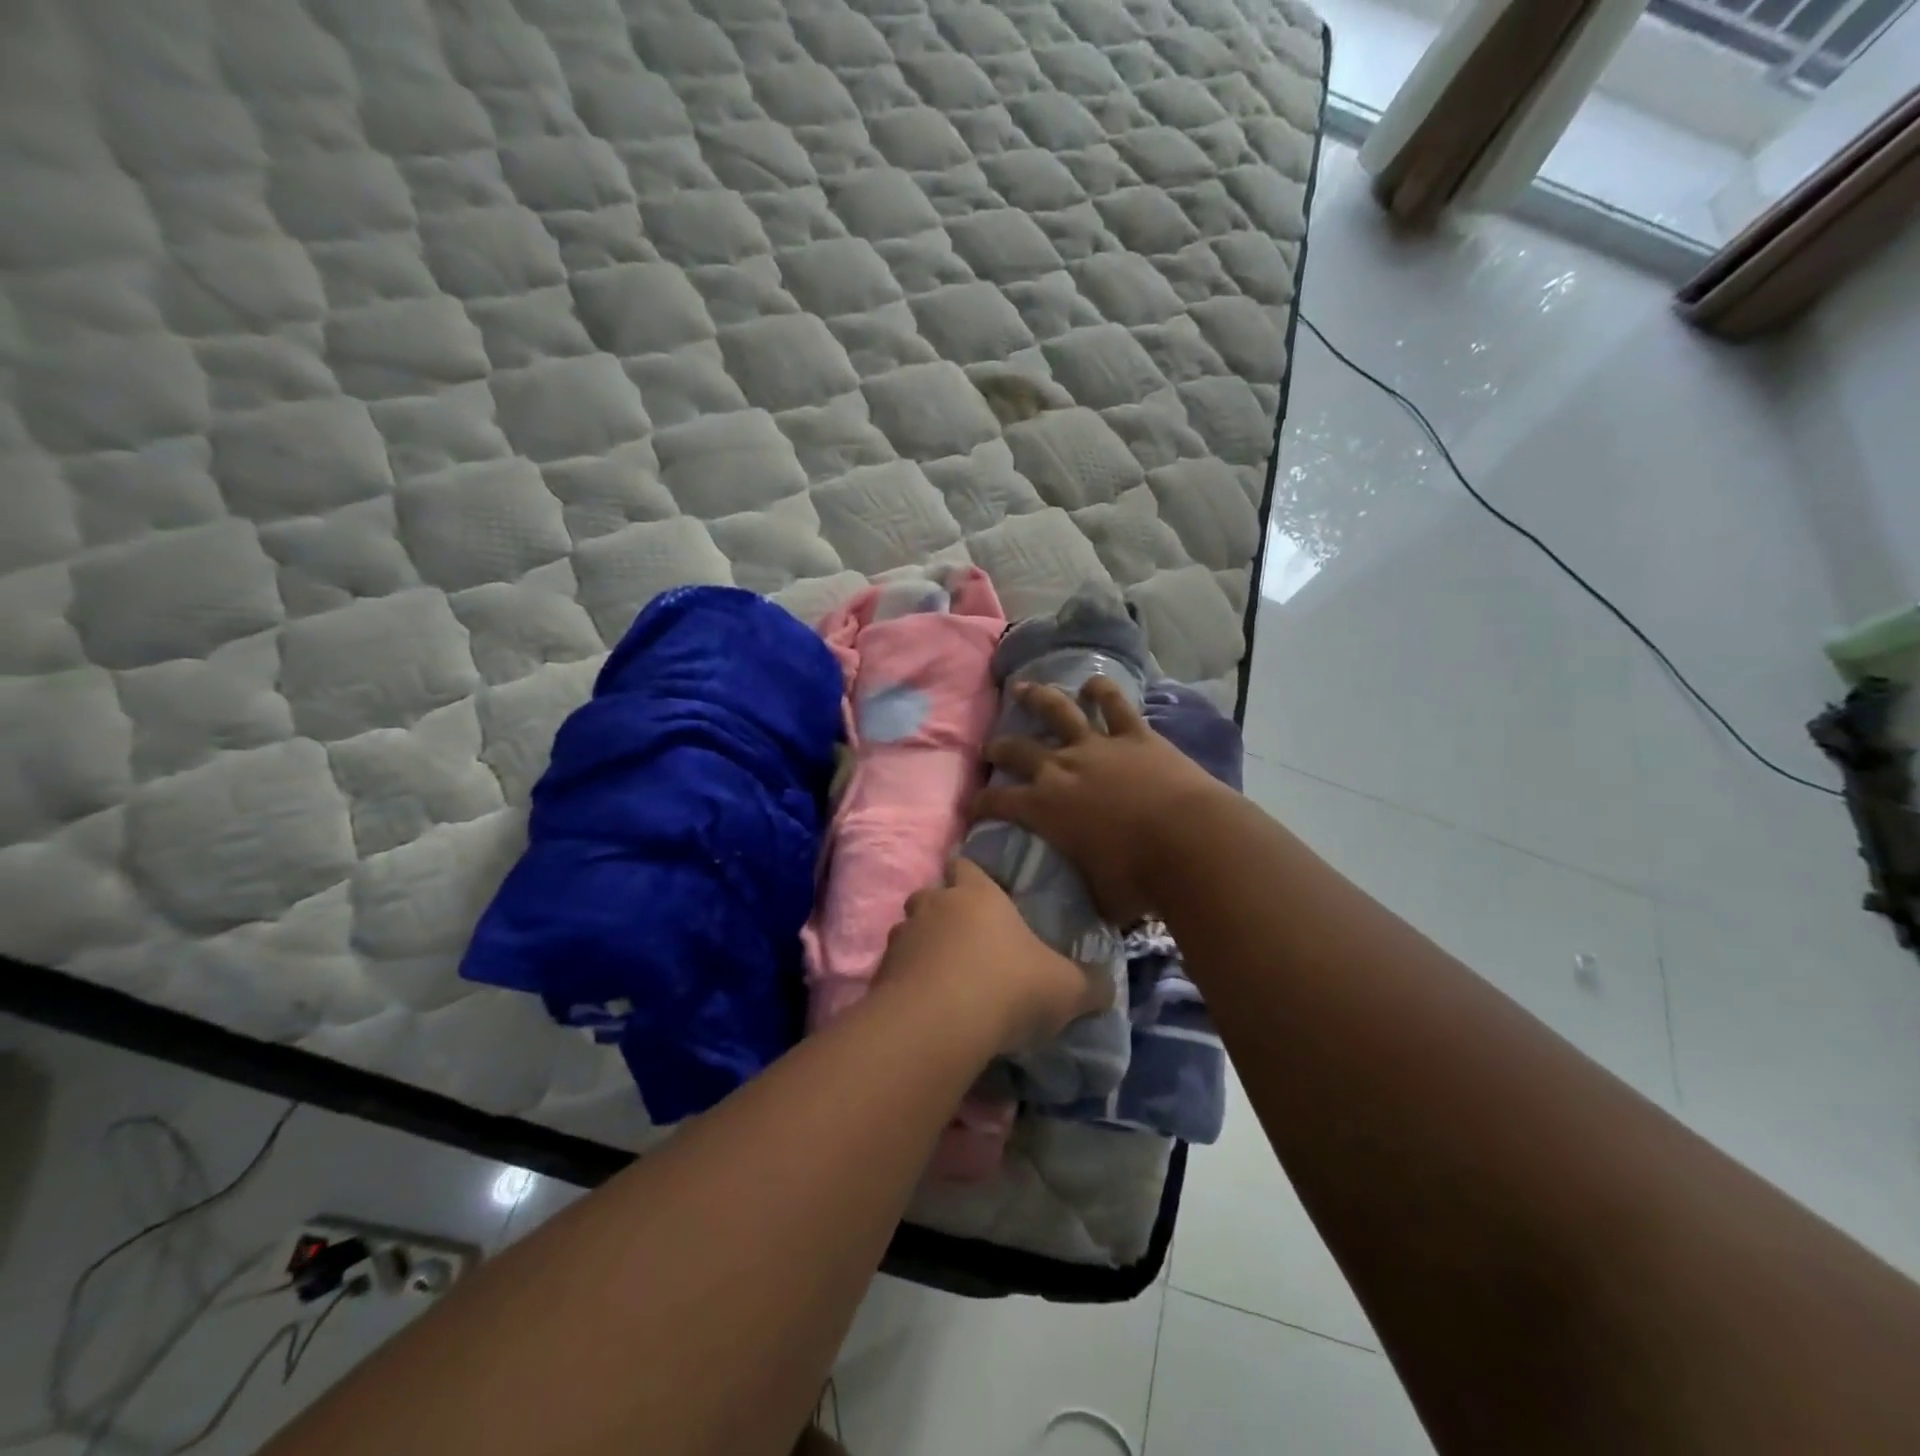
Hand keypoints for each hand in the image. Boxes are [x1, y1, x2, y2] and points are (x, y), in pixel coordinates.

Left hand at [878, 858, 1109, 1055]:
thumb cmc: (1010, 986)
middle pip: (930, 895)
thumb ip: (1090, 984)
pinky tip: (925, 1006)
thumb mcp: (1066, 988)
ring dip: (921, 947)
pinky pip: (894, 969)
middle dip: (942, 912)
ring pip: (908, 931)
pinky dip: (906, 981)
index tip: (982, 894)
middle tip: (964, 941)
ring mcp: (902, 937)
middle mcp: (935, 905)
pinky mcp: (880, 974)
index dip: (971, 876)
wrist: (940, 1022)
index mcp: (977, 893)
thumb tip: (1107, 987)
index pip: (965, 864)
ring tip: (942, 977)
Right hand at [970, 678, 1230, 924]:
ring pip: (1059, 711)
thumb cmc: (1138, 878)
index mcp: (1045, 808)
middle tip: (990, 748)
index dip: (980, 804)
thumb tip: (1088, 903)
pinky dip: (1103, 691)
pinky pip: (1115, 706)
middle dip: (999, 748)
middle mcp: (1062, 768)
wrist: (1189, 842)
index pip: (998, 802)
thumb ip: (1087, 890)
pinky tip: (1094, 684)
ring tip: (1024, 688)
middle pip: (1018, 750)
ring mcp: (1098, 746)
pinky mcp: (1135, 736)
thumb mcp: (1099, 895)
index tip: (971, 807)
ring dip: (1038, 698)